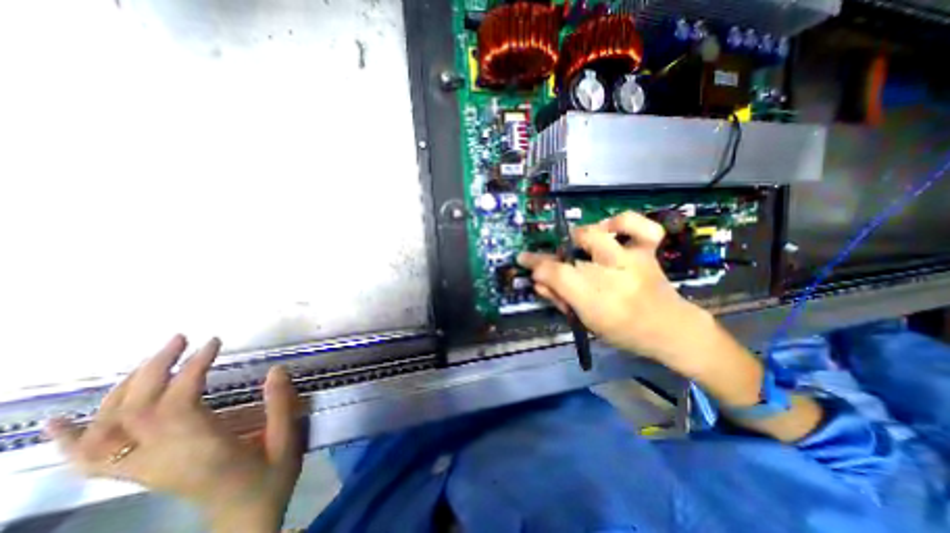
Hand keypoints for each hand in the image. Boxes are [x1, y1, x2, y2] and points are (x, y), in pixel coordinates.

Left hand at [46, 338, 303, 532]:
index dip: (192, 368)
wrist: (245, 519)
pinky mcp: (141, 474)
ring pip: (108, 429)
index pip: (178, 403)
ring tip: (154, 359)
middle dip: (155, 368)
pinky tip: (63, 420)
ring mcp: (145, 470)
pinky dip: (70, 439)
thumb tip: (276, 369)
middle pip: (136, 411)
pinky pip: (89, 460)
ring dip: (125, 388)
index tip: (214, 343)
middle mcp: (163, 460)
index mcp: (202, 450)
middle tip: (181, 339)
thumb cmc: (270, 477)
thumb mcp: (287, 440)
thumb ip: (281, 405)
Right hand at [520, 210, 711, 372]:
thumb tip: (537, 281)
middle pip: (570, 255)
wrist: (670, 328)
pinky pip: (638, 226)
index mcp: (594, 300)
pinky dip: (622, 222)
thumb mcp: (585, 322)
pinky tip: (610, 228)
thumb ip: (559, 299)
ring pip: (596, 234)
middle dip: (553, 256)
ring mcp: (630, 260)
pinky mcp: (646, 251)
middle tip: (554, 262)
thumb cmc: (623, 330)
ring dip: (579, 238)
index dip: (535, 264)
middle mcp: (610, 276)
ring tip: (578, 245)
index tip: (524, 259)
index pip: (554, 274)